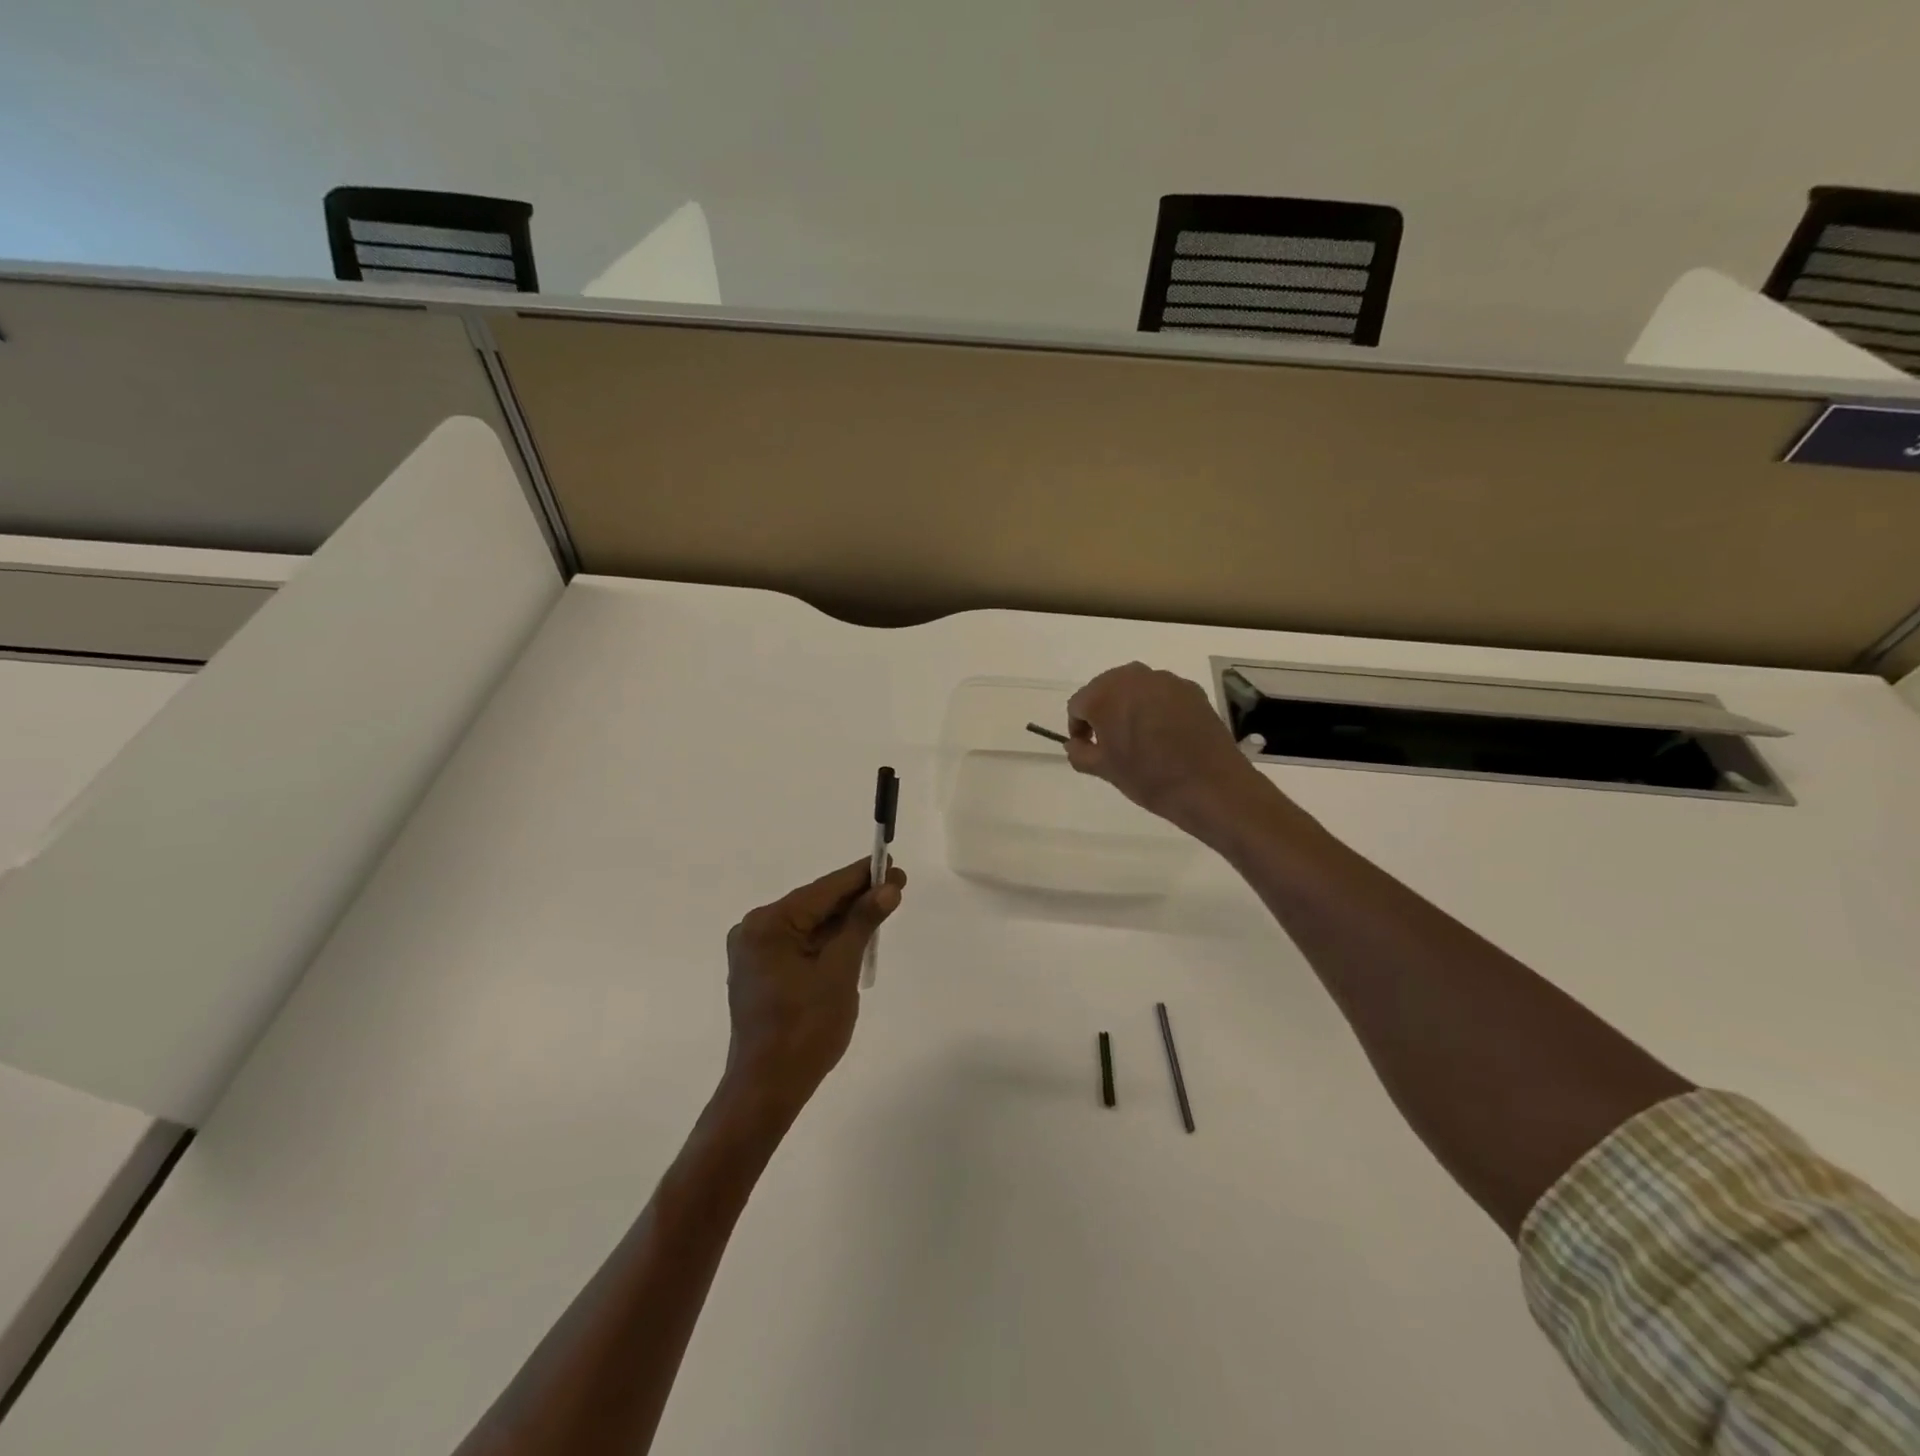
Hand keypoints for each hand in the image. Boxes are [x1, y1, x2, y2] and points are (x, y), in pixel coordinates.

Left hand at [719, 857, 906, 1127]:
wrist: (767, 1089)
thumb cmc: (805, 1029)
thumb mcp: (840, 971)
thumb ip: (862, 924)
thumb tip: (887, 888)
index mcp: (768, 924)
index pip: (823, 891)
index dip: (861, 876)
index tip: (891, 862)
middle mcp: (755, 930)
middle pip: (815, 905)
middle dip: (856, 898)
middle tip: (896, 885)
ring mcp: (755, 953)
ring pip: (810, 925)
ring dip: (844, 919)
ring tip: (882, 906)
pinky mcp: (761, 972)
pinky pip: (801, 944)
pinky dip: (829, 940)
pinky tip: (856, 934)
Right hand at [1067, 662, 1267, 837]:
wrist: (1210, 785)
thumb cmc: (1149, 778)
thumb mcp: (1105, 770)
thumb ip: (1080, 753)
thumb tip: (1075, 744)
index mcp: (1105, 694)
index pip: (1078, 705)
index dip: (1079, 728)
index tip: (1088, 748)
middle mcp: (1134, 677)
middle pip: (1106, 689)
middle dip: (1104, 713)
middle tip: (1111, 743)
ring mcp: (1166, 680)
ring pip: (1136, 690)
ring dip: (1130, 709)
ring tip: (1140, 739)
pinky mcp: (1191, 690)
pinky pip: (1162, 695)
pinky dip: (1157, 709)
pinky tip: (1166, 736)